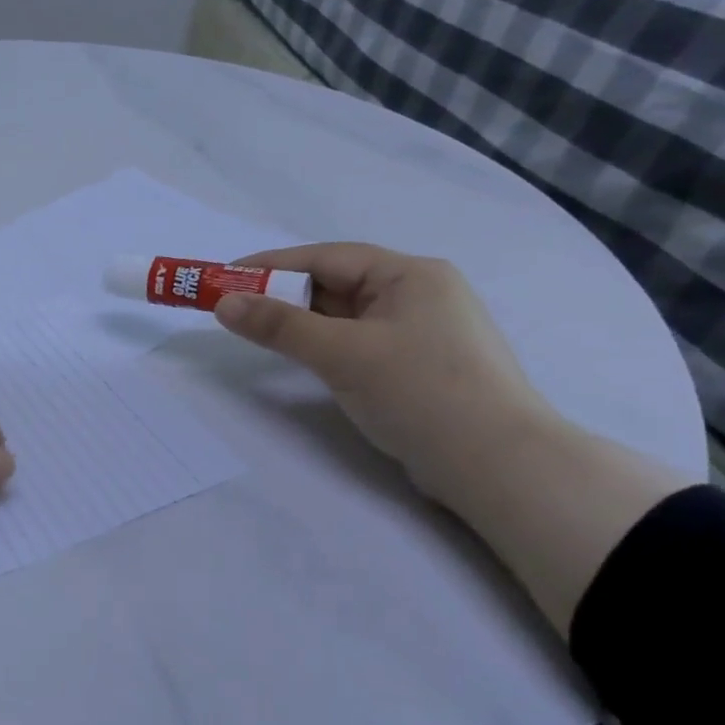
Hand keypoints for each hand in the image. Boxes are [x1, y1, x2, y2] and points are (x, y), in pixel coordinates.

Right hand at [212, 242, 551, 508]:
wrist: (500, 467)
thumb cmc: (421, 393)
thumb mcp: (342, 354)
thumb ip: (279, 326)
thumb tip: (224, 304)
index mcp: (411, 275)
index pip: (327, 258)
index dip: (271, 266)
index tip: (225, 277)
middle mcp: (420, 294)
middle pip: (337, 284)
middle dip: (284, 296)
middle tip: (235, 310)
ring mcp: (424, 332)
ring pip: (347, 316)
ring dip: (304, 323)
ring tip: (261, 334)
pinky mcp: (421, 367)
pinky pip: (360, 342)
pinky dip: (326, 345)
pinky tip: (306, 359)